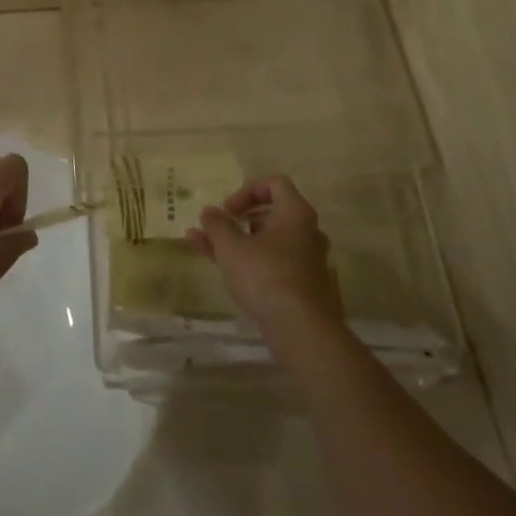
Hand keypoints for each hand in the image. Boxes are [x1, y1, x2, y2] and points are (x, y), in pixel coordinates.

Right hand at [187, 176, 342, 345]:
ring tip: (209, 248)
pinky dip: (249, 261)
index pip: (275, 184)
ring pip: (269, 242)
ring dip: (240, 241)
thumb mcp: (231, 246)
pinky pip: (272, 263)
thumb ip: (217, 225)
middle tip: (221, 229)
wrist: (301, 330)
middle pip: (272, 214)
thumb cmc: (265, 275)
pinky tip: (222, 269)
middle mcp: (307, 233)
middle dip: (241, 219)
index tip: (228, 210)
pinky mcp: (302, 287)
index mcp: (295, 213)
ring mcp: (306, 261)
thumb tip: (209, 211)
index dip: (247, 191)